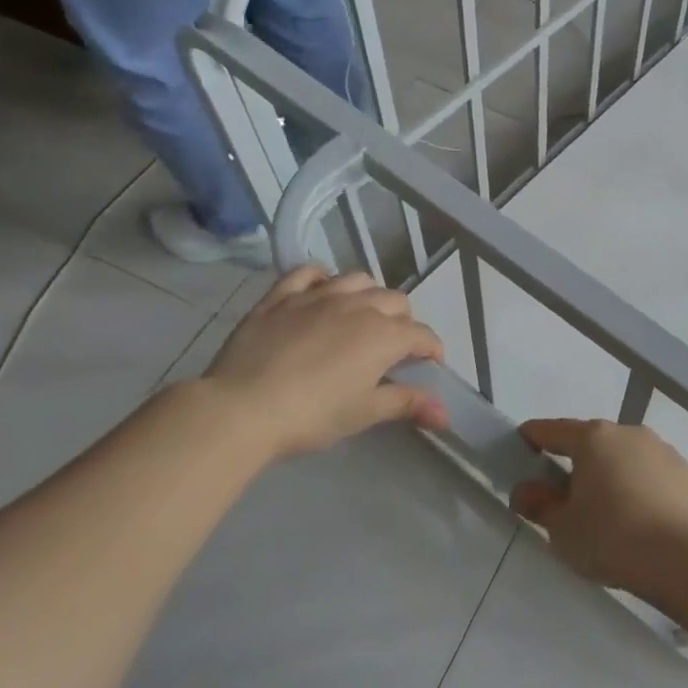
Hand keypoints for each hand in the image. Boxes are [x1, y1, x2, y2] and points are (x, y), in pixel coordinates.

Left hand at [202, 267, 447, 460]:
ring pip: (359, 280)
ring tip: (361, 318)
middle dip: (403, 322)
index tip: (429, 367)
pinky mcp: (282, 295)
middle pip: (396, 302)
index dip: (432, 351)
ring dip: (369, 296)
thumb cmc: (311, 415)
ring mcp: (319, 295)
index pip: (423, 335)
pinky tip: (321, 292)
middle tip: (392, 349)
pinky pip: (309, 272)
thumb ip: (408, 404)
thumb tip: (446, 413)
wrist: (241, 408)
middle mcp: (359, 305)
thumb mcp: (364, 413)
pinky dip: (322, 278)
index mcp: (385, 335)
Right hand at [510, 419, 687, 599]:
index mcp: (594, 439)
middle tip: (563, 495)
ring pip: (626, 458)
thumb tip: (526, 490)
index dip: (533, 437)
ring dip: (612, 475)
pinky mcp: (687, 474)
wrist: (686, 558)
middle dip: (576, 462)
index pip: (554, 430)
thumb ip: (540, 505)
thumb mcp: (562, 530)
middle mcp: (630, 433)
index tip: (521, 445)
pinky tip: (640, 522)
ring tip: (606, 513)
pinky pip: (652, 477)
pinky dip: (640, 490)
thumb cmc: (612, 538)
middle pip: (593, 442)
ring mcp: (663, 451)